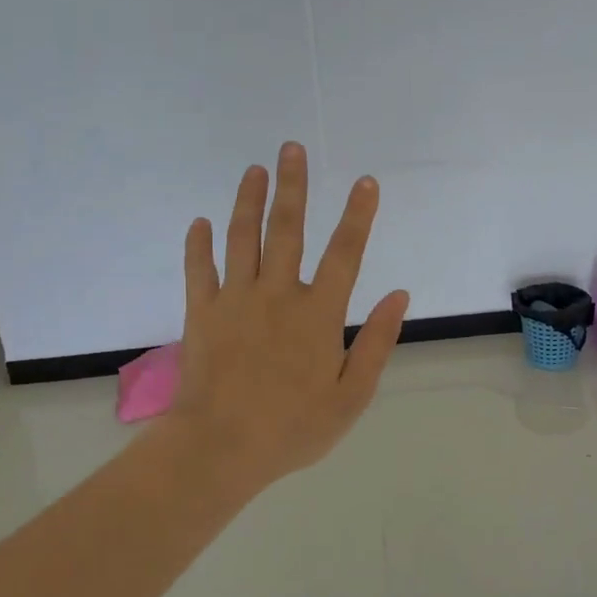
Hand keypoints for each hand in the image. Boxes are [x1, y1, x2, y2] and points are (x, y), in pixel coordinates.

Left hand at [155, 142, 408, 495]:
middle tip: (292, 148)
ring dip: (248, 201)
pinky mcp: (201, 314)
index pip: (345, 253)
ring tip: (254, 169)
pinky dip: (198, 245)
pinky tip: (199, 222)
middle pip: (286, 230)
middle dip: (292, 186)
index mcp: (318, 314)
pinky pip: (199, 270)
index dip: (358, 215)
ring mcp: (234, 301)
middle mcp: (277, 295)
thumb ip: (377, 342)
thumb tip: (399, 296)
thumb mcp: (352, 395)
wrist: (219, 449)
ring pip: (241, 239)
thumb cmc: (293, 427)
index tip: (365, 182)